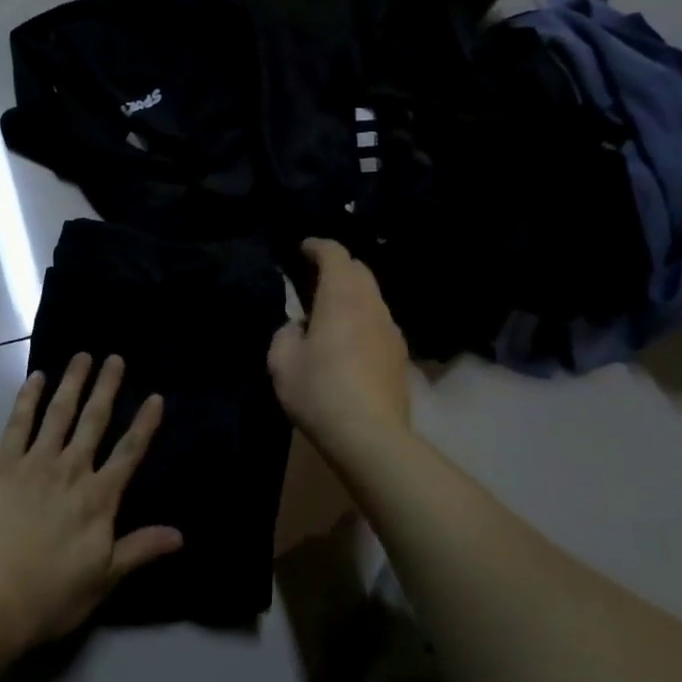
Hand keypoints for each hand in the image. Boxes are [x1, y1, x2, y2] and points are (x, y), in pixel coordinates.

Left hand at [0, 354, 181, 652]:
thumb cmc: (50, 594)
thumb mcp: (103, 578)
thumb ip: (140, 549)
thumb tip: (179, 534)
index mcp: (99, 499)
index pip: (129, 453)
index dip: (144, 424)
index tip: (154, 397)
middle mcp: (71, 471)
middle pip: (94, 422)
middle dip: (107, 388)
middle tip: (115, 358)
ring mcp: (35, 464)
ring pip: (59, 414)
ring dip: (72, 383)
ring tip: (82, 357)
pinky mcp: (2, 465)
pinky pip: (18, 424)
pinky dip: (28, 399)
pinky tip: (36, 378)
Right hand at [267, 238, 410, 459]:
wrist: (370, 436)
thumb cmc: (320, 392)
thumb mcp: (282, 361)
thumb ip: (285, 333)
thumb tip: (299, 327)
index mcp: (341, 297)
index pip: (335, 254)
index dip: (317, 246)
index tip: (302, 249)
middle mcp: (371, 304)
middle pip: (359, 270)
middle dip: (337, 266)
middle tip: (313, 278)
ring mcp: (391, 329)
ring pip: (372, 296)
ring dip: (351, 294)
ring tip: (329, 311)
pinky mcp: (400, 354)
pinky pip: (379, 321)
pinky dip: (362, 317)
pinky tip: (348, 341)